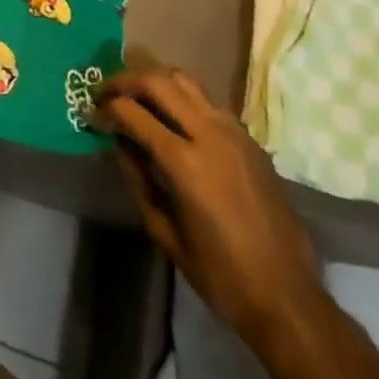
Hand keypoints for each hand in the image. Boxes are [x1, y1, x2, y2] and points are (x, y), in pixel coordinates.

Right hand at [96, 67, 325, 337]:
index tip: (90, 115)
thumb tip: (117, 144)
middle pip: (158, 81)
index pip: (132, 112)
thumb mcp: (165, 232)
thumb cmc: (220, 275)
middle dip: (124, 81)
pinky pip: (208, 101)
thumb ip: (137, 179)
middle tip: (104, 93)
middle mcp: (209, 133)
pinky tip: (173, 118)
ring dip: (155, 81)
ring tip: (136, 96)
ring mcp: (233, 132)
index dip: (105, 110)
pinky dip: (182, 97)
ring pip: (185, 80)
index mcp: (185, 161)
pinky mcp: (249, 139)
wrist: (288, 297)